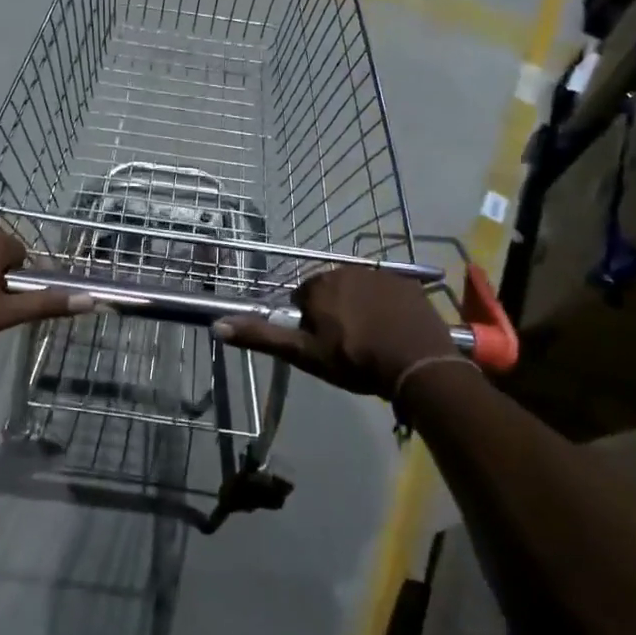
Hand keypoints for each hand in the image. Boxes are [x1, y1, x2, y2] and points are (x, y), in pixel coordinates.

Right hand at [215, 267, 465, 399]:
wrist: (417, 365)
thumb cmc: (355, 360)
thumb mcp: (304, 354)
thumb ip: (262, 336)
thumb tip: (218, 325)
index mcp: (319, 285)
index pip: (303, 299)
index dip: (310, 324)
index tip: (324, 346)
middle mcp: (347, 270)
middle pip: (331, 291)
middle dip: (335, 313)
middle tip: (348, 346)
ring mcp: (381, 275)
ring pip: (359, 291)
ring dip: (360, 308)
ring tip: (373, 341)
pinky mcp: (408, 284)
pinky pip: (388, 292)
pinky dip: (387, 307)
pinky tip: (394, 331)